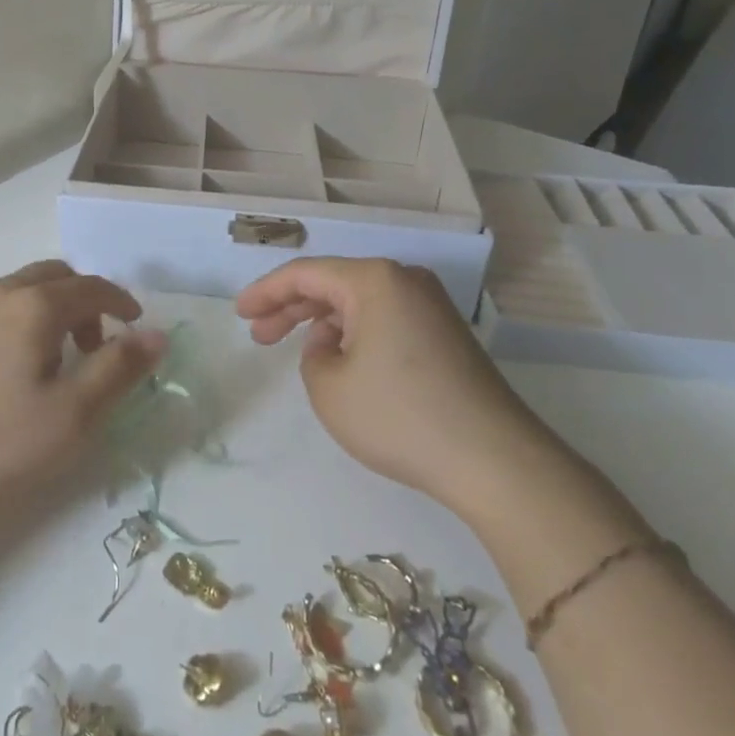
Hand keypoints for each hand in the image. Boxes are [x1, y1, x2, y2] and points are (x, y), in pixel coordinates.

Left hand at [0, 260, 166, 507]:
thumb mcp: (70, 415)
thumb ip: (117, 370)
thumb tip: (156, 334)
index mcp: (37, 304)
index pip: (93, 287)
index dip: (121, 301)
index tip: (136, 326)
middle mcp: (3, 292)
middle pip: (57, 277)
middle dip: (87, 303)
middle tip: (97, 348)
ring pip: (25, 290)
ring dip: (54, 311)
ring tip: (58, 363)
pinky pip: (1, 306)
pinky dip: (25, 320)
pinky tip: (16, 368)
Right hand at [236, 257, 563, 517]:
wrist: (495, 461)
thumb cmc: (400, 416)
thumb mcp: (328, 387)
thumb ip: (312, 354)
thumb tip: (333, 343)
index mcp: (374, 279)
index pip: (304, 274)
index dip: (265, 292)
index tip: (239, 314)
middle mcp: (404, 280)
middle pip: (332, 284)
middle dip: (290, 307)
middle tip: (258, 334)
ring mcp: (430, 307)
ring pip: (359, 302)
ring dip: (322, 322)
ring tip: (293, 349)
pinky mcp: (445, 335)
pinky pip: (384, 320)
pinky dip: (353, 333)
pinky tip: (339, 360)